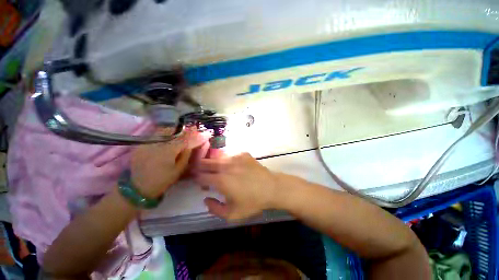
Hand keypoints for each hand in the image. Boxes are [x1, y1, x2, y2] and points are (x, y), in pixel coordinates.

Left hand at [131, 128, 207, 198]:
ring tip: (186, 132)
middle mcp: (156, 143)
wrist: (137, 187)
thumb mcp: (179, 170)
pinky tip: (173, 136)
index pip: (186, 140)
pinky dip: (168, 133)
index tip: (207, 134)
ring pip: (166, 130)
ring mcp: (147, 142)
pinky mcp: (142, 143)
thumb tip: (196, 144)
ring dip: (178, 130)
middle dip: (188, 131)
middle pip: (176, 131)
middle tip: (197, 131)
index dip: (197, 136)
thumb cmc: (162, 181)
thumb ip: (187, 154)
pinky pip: (158, 134)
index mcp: (166, 152)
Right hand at [193, 152, 279, 220]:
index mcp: (221, 180)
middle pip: (206, 162)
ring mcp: (235, 158)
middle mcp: (225, 166)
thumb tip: (206, 199)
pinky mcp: (243, 154)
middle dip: (200, 166)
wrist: (271, 187)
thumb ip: (215, 209)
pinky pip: (231, 156)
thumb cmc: (252, 202)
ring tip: (216, 168)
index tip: (197, 181)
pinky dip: (228, 160)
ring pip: (218, 158)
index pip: (201, 176)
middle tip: (199, 169)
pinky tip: (232, 166)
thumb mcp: (232, 214)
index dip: (197, 178)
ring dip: (214, 162)